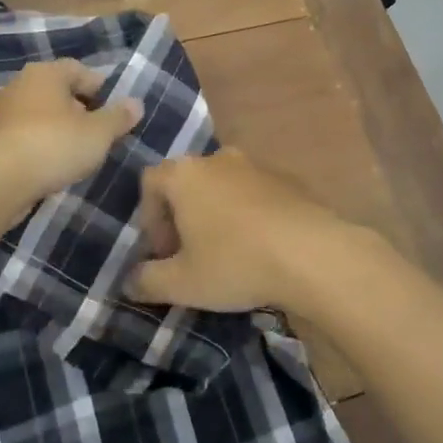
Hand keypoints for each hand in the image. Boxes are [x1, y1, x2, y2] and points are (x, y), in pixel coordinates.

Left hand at [0, 60, 141, 212]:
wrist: (0, 181)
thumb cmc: (55, 145)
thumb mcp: (99, 133)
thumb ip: (119, 117)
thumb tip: (136, 104)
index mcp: (47, 73)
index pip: (80, 70)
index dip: (101, 89)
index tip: (114, 112)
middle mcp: (21, 84)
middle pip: (59, 91)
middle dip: (80, 109)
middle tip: (98, 134)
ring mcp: (3, 111)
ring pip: (41, 114)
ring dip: (59, 129)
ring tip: (77, 152)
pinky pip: (26, 134)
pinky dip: (41, 144)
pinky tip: (52, 165)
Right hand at [128, 148, 369, 313]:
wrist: (313, 254)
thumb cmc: (235, 262)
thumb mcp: (182, 283)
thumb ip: (147, 280)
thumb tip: (128, 282)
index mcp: (185, 174)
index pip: (150, 182)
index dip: (149, 218)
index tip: (163, 252)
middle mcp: (218, 159)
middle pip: (187, 182)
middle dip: (182, 217)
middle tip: (190, 255)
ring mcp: (256, 166)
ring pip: (223, 187)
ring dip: (217, 215)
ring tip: (227, 253)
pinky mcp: (288, 180)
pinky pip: (255, 194)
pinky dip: (249, 215)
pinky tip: (261, 249)